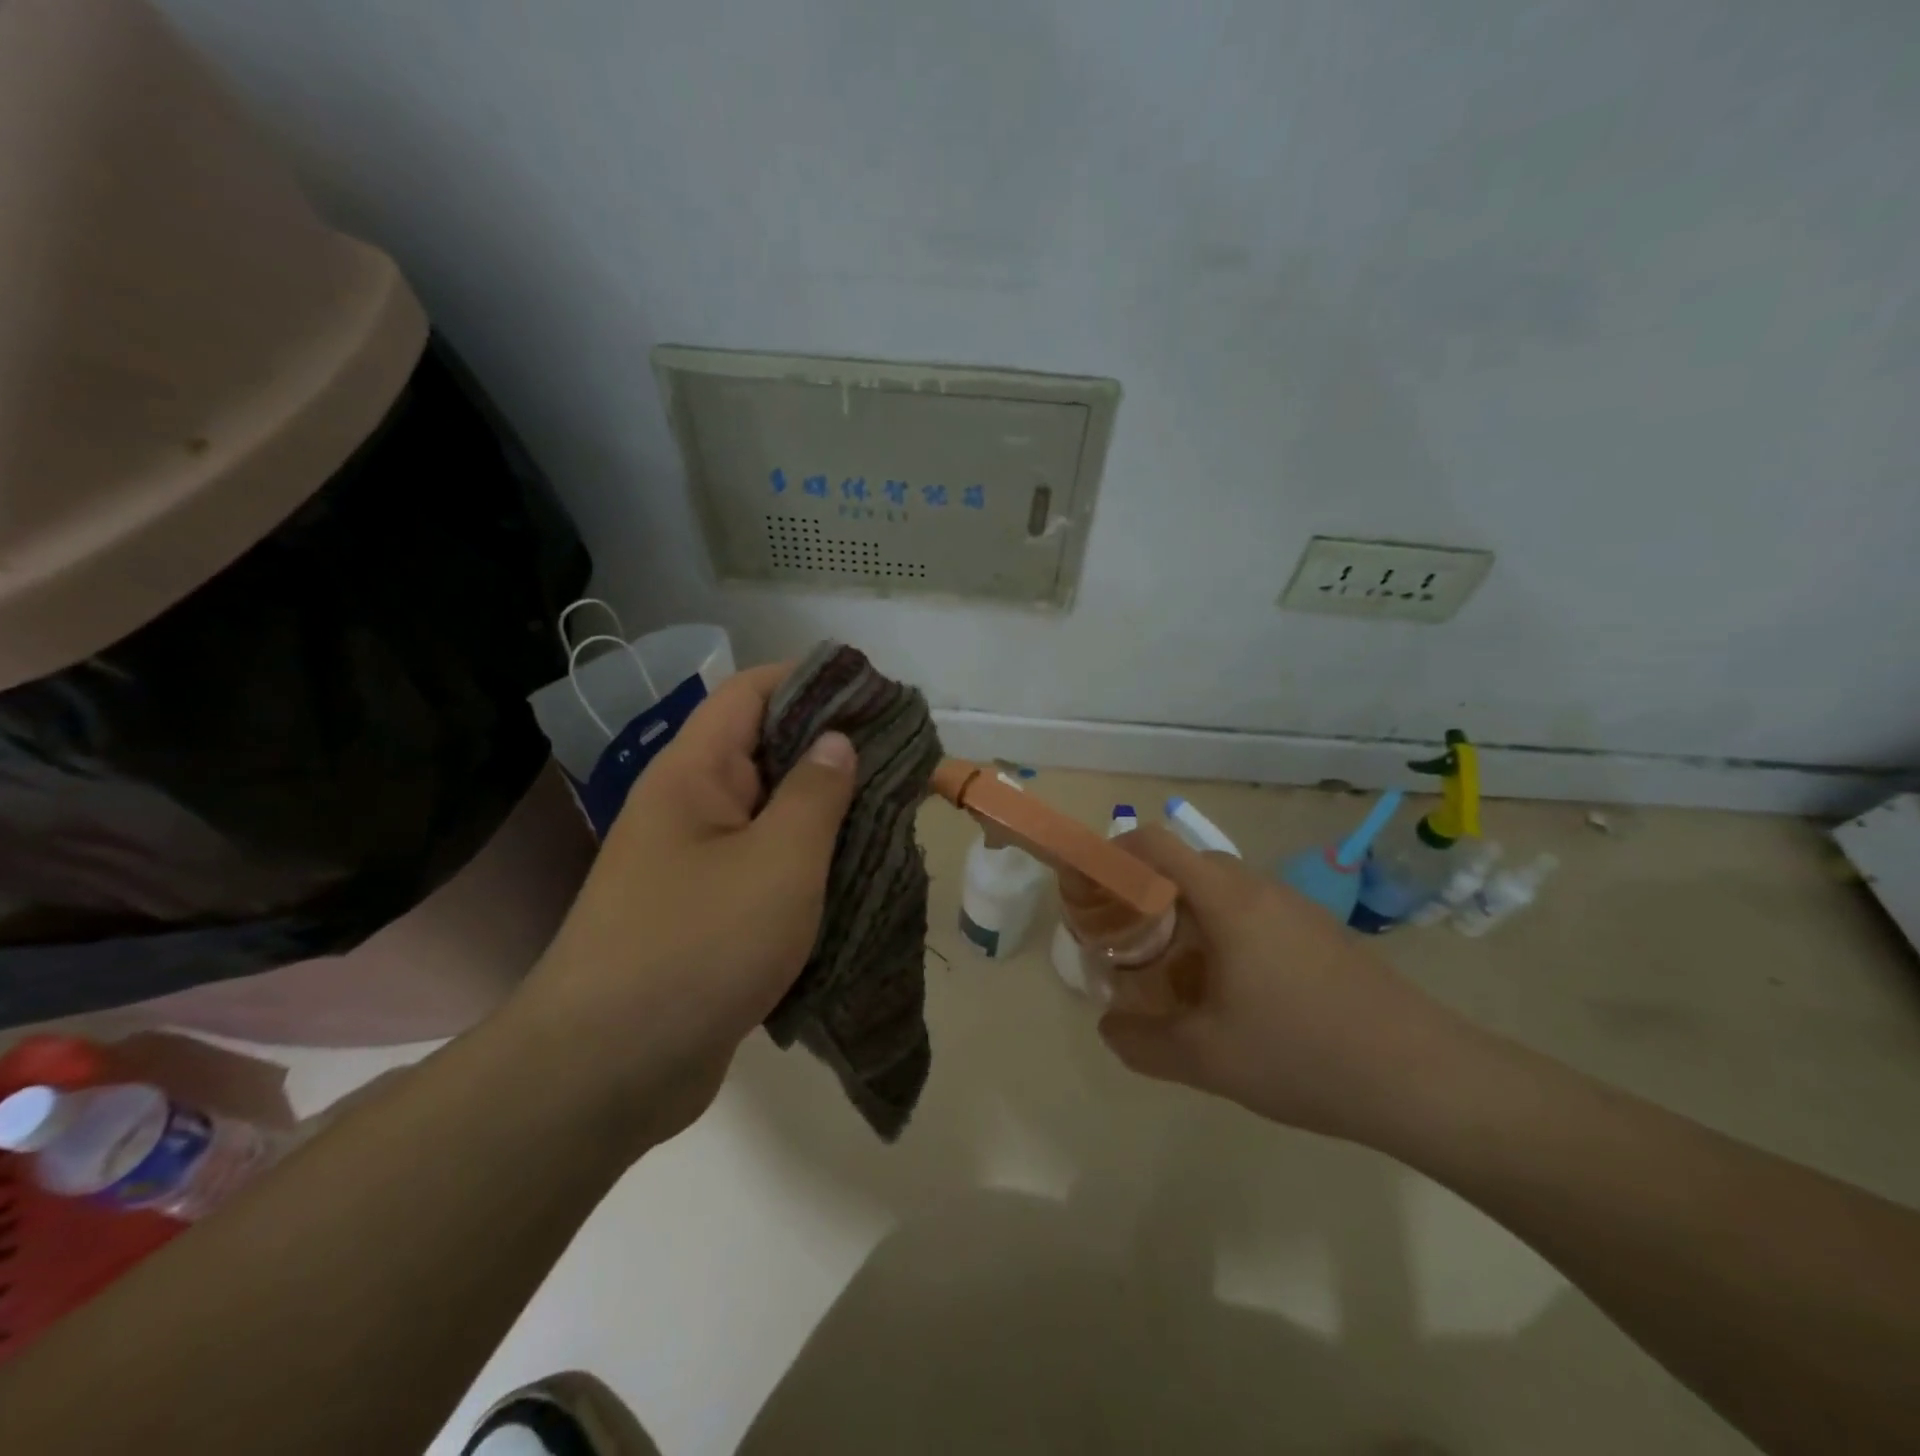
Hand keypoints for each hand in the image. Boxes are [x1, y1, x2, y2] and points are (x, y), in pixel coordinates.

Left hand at [519, 663, 855, 1148]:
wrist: (608, 1072)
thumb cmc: (698, 946)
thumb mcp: (778, 862)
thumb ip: (815, 794)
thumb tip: (837, 741)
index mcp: (693, 774)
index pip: (750, 692)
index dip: (810, 680)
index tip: (874, 693)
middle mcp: (689, 808)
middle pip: (764, 752)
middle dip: (831, 750)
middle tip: (899, 759)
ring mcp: (694, 864)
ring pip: (770, 816)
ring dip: (825, 813)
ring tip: (890, 812)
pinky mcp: (706, 914)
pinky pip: (764, 869)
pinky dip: (808, 864)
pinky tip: (854, 873)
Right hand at [1097, 827, 1466, 1144]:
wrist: (1427, 1079)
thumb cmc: (1304, 1054)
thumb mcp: (1206, 1059)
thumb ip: (1141, 1041)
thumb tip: (1109, 1026)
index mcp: (1227, 899)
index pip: (1156, 844)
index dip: (1113, 855)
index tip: (1088, 889)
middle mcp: (1259, 889)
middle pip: (1184, 867)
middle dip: (1145, 896)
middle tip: (1125, 943)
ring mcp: (1295, 909)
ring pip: (1220, 893)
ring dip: (1185, 919)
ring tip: (1173, 976)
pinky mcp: (1319, 933)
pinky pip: (1252, 915)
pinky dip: (1221, 936)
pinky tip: (1229, 995)